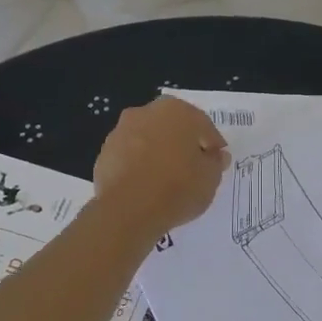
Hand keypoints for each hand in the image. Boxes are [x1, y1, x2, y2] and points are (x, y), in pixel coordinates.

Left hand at [93, 96, 229, 237]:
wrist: (128, 210)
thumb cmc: (177, 187)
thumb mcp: (210, 178)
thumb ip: (215, 162)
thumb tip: (216, 155)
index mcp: (177, 110)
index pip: (203, 125)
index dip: (212, 145)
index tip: (217, 162)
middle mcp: (146, 112)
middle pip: (172, 127)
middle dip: (182, 144)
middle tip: (192, 168)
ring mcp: (121, 131)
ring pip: (148, 140)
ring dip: (158, 153)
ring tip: (167, 180)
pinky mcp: (104, 153)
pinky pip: (130, 157)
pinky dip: (139, 166)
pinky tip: (146, 186)